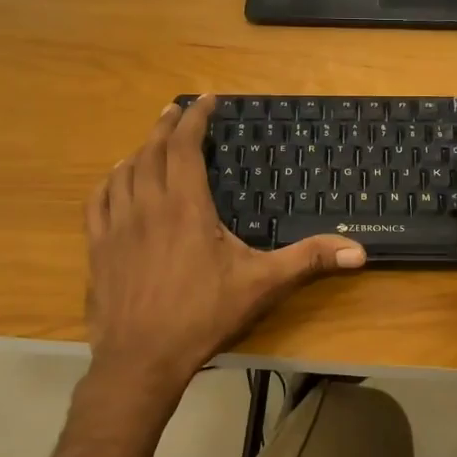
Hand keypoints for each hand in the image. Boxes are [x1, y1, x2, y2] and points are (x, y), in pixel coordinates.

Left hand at [83, 96, 364, 410]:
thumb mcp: (262, 285)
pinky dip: (109, 181)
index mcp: (185, 205)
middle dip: (167, 125)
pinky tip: (115, 180)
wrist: (141, 358)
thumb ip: (308, 260)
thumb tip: (358, 252)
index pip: (186, 146)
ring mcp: (117, 226)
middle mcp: (147, 205)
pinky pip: (98, 200)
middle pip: (152, 150)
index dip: (195, 117)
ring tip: (152, 142)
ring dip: (139, 150)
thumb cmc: (203, 316)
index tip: (206, 99)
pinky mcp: (98, 247)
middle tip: (178, 110)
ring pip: (124, 171)